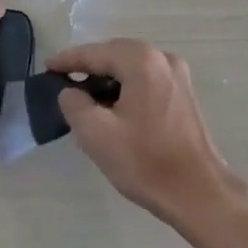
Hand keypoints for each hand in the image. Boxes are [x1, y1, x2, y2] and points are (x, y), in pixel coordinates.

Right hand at [45, 39, 240, 228]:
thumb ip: (74, 104)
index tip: (47, 67)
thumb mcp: (96, 134)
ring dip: (108, 79)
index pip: (95, 53)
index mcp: (141, 61)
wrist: (199, 194)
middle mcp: (163, 58)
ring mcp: (178, 76)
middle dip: (89, 67)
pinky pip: (146, 81)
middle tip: (64, 82)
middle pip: (115, 55)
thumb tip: (71, 92)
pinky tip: (114, 109)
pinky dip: (127, 89)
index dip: (68, 60)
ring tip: (85, 98)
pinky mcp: (185, 95)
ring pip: (132, 69)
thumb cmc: (146, 162)